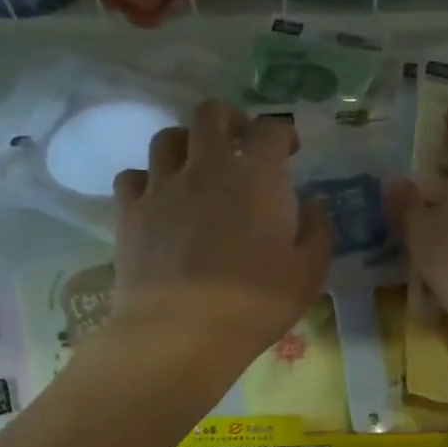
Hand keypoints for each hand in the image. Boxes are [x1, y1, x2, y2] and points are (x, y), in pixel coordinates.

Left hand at [111, 100, 331, 359]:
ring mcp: (162, 187)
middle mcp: (206, 167)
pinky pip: (133, 177)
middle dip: (229, 119)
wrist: (181, 333)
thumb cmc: (255, 304)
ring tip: (196, 167)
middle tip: (239, 141)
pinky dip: (148, 180)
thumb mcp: (309, 272)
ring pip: (167, 138)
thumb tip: (312, 204)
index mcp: (256, 177)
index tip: (290, 150)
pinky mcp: (129, 212)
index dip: (283, 133)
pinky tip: (159, 199)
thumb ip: (318, 230)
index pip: (270, 130)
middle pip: (210, 113)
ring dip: (187, 144)